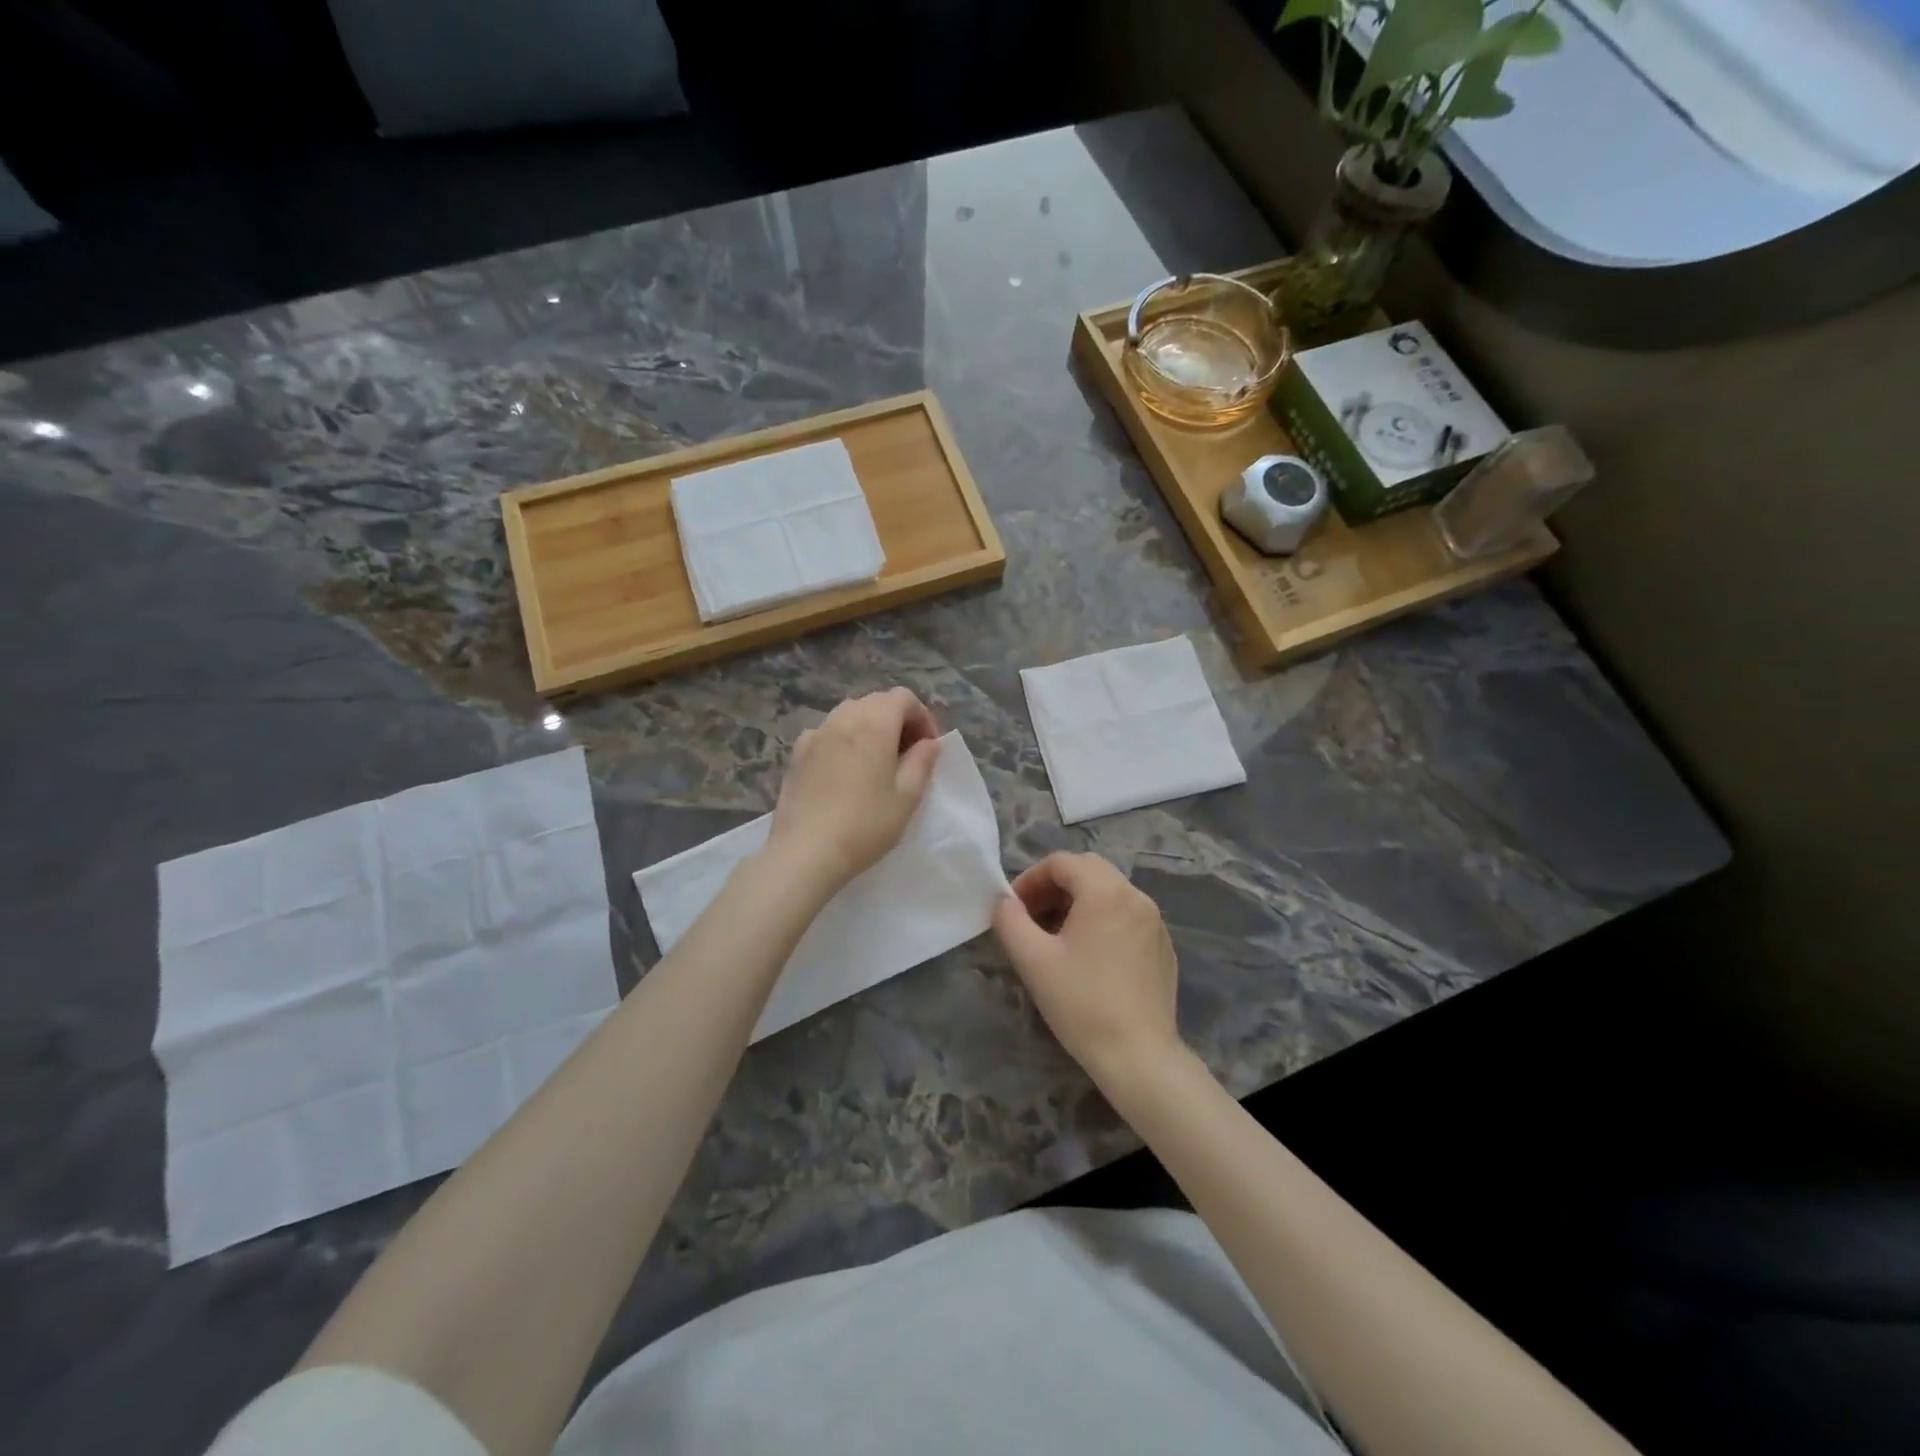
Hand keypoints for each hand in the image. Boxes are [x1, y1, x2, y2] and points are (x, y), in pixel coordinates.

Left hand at [765, 688, 940, 897]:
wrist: (806, 851)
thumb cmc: (866, 824)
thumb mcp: (907, 796)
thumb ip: (922, 762)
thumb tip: (929, 742)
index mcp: (874, 724)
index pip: (903, 698)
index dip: (921, 716)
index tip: (928, 747)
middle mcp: (842, 718)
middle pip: (876, 702)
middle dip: (897, 720)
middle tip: (908, 754)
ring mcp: (815, 734)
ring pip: (849, 713)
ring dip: (870, 727)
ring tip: (877, 761)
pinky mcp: (797, 753)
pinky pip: (827, 732)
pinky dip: (844, 739)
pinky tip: (845, 770)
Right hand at [992, 852, 1183, 1086]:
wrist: (1139, 1056)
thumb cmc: (1081, 1003)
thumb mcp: (1033, 960)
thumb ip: (1010, 921)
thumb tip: (1003, 902)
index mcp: (1105, 892)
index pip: (1061, 863)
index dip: (1031, 879)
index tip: (1013, 908)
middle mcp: (1135, 896)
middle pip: (1088, 870)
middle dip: (1054, 886)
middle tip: (1032, 917)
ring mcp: (1155, 922)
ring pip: (1110, 892)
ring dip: (1078, 902)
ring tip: (1056, 936)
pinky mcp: (1163, 946)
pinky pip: (1127, 916)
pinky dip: (1102, 920)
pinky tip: (1090, 957)